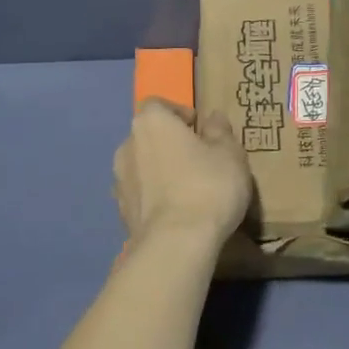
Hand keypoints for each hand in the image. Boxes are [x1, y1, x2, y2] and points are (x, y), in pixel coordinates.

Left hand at [113, 99, 251, 244]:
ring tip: (187, 189)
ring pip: (142, 167)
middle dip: (169, 144)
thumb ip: (220, 131)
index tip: (200, 130)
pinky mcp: (120, 212)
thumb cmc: (207, 186)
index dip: (179, 114)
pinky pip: (140, 195)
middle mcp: (127, 145)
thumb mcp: (229, 154)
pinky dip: (154, 197)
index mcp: (150, 123)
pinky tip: (176, 213)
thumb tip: (213, 118)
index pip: (158, 105)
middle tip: (198, 160)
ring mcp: (119, 180)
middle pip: (148, 136)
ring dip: (159, 171)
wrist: (176, 243)